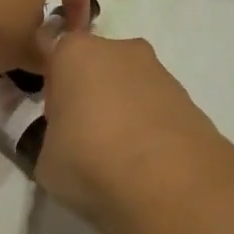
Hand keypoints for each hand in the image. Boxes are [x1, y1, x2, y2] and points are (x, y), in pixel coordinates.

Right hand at [33, 29, 233, 233]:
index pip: (52, 50)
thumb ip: (50, 140)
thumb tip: (63, 144)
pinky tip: (147, 163)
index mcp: (74, 53)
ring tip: (119, 156)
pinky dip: (150, 127)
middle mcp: (118, 49)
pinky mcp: (188, 97)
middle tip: (83, 136)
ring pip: (129, 85)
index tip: (52, 114)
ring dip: (122, 109)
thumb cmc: (91, 160)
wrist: (171, 184)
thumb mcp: (46, 160)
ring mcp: (158, 70)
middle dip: (89, 92)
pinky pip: (156, 107)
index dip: (51, 81)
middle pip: (95, 65)